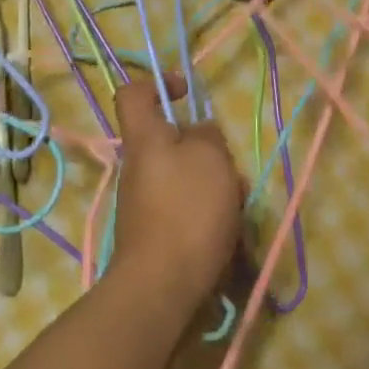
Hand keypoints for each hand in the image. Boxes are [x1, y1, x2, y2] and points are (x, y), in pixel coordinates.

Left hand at [111, 72, 241, 310]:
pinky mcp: (154, 233)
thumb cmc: (187, 210)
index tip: (188, 92)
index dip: (159, 83)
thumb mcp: (210, 157)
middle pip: (170, 142)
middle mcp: (137, 168)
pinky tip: (227, 234)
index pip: (133, 94)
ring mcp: (143, 203)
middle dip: (205, 151)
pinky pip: (185, 210)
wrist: (162, 285)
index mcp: (144, 139)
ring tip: (235, 208)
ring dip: (212, 187)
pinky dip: (207, 215)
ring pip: (184, 178)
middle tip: (228, 168)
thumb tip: (199, 133)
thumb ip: (207, 135)